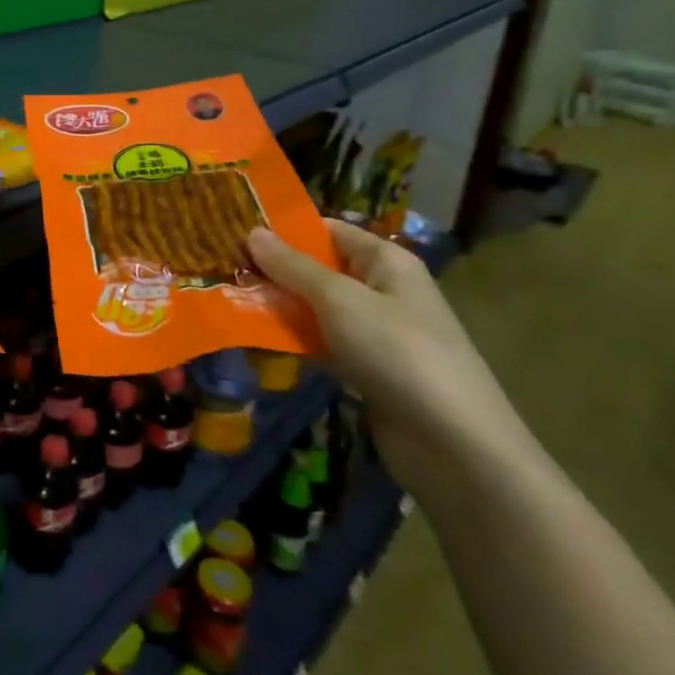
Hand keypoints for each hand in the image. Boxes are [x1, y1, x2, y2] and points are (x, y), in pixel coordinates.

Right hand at [247, 219, 531, 493]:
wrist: (454, 444)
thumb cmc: (397, 352)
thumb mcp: (339, 299)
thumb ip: (293, 267)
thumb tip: (253, 231)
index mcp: (386, 261)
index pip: (328, 231)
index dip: (284, 230)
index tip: (234, 232)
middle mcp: (382, 290)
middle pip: (319, 270)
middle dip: (274, 271)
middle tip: (219, 269)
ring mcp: (376, 332)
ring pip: (317, 310)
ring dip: (279, 308)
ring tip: (227, 302)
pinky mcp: (367, 370)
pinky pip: (322, 344)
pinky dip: (294, 343)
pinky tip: (256, 342)